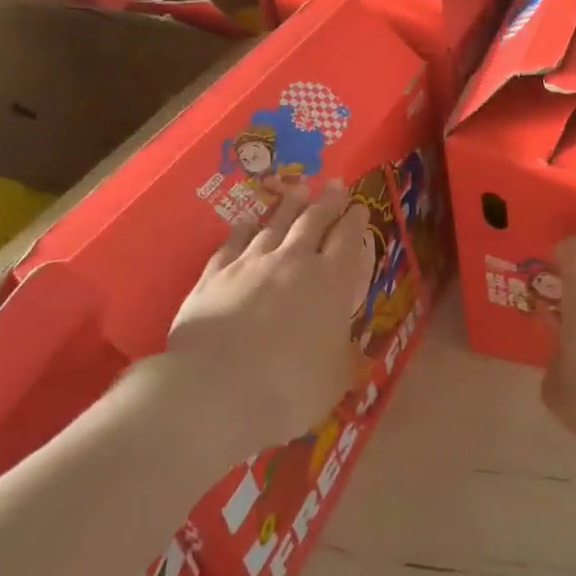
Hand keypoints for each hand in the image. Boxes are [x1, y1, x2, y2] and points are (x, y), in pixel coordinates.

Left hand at [157, 180, 369, 462]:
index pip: (348, 240)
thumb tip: (349, 349)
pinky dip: (243, 230)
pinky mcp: (214, 275)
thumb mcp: (334, 378)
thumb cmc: (289, 388)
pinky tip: (245, 223)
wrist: (216, 391)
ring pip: (274, 224)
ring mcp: (251, 264)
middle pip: (314, 220)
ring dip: (289, 206)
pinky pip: (232, 243)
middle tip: (334, 184)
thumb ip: (343, 356)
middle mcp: (294, 262)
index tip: (360, 206)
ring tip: (298, 192)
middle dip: (327, 201)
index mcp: (331, 282)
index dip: (356, 220)